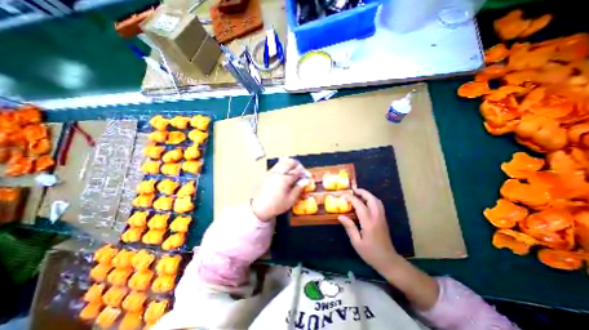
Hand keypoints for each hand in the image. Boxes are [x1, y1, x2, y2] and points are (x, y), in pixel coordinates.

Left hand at [249, 157, 303, 221]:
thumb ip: (298, 188)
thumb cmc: (277, 205)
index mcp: (284, 179)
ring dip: (290, 163)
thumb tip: (305, 180)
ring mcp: (271, 172)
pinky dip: (283, 165)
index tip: (307, 176)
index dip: (304, 172)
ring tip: (294, 170)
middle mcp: (277, 173)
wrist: (259, 208)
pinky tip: (285, 173)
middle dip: (298, 165)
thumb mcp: (290, 199)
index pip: (297, 171)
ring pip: (282, 162)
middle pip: (290, 162)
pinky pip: (277, 165)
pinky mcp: (267, 174)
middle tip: (301, 171)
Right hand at [338, 188, 402, 275]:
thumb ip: (349, 227)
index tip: (343, 196)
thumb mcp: (357, 242)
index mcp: (369, 223)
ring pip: (377, 201)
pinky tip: (365, 202)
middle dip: (363, 192)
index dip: (351, 199)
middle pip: (372, 199)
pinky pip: (378, 205)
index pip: (360, 206)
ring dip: (368, 195)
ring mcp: (382, 218)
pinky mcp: (383, 220)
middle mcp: (377, 218)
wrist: (388, 261)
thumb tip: (340, 216)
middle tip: (353, 190)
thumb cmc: (370, 253)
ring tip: (358, 194)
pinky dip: (371, 199)